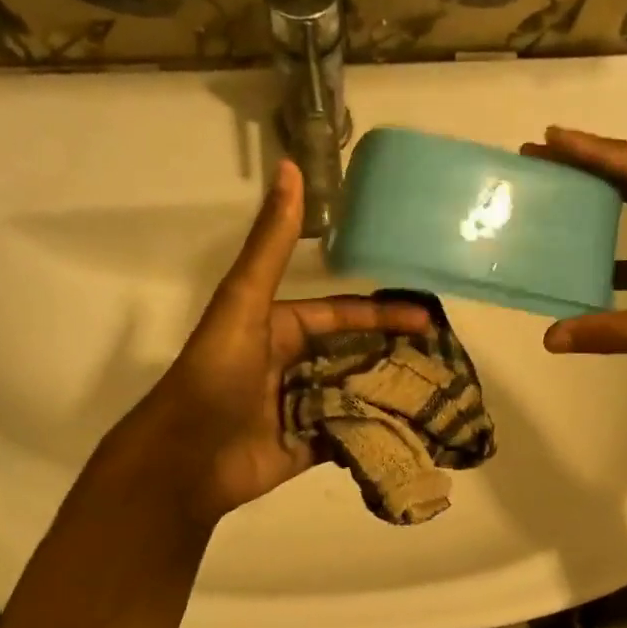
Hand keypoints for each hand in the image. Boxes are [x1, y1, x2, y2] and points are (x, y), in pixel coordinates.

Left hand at [95, 160, 431, 527]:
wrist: (185, 459)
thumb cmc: (216, 376)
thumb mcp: (245, 302)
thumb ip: (272, 244)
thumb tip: (290, 167)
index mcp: (278, 329)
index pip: (340, 314)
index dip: (382, 312)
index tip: (425, 318)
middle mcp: (289, 365)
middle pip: (352, 354)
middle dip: (392, 355)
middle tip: (441, 361)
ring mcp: (297, 407)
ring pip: (353, 392)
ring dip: (388, 392)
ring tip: (437, 397)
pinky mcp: (302, 447)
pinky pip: (347, 434)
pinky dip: (375, 431)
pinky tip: (413, 432)